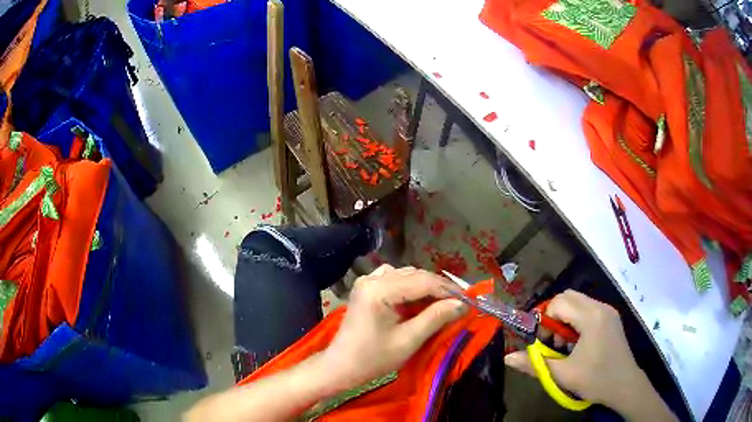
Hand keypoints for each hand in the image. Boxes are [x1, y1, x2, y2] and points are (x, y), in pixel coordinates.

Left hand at [322, 265, 467, 389]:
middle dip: (438, 288)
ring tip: (442, 303)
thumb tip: (462, 304)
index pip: (422, 281)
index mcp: (379, 290)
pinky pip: (395, 279)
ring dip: (426, 287)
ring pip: (406, 275)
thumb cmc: (373, 358)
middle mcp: (372, 278)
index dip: (448, 289)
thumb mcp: (408, 340)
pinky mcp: (366, 288)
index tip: (468, 299)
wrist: (341, 366)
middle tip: (458, 302)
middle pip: (414, 275)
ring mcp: (367, 281)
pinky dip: (411, 288)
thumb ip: (436, 318)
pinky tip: (419, 301)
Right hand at [504, 290, 674, 419]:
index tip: (544, 343)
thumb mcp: (563, 374)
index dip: (544, 321)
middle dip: (554, 316)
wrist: (625, 385)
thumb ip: (534, 364)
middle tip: (553, 341)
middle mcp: (600, 307)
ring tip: (565, 345)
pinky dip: (576, 321)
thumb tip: (507, 358)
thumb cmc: (595, 380)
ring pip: (578, 302)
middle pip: (568, 297)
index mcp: (591, 317)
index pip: (558, 303)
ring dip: (565, 319)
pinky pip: (588, 309)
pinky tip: (577, 343)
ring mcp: (608, 311)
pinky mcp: (611, 318)